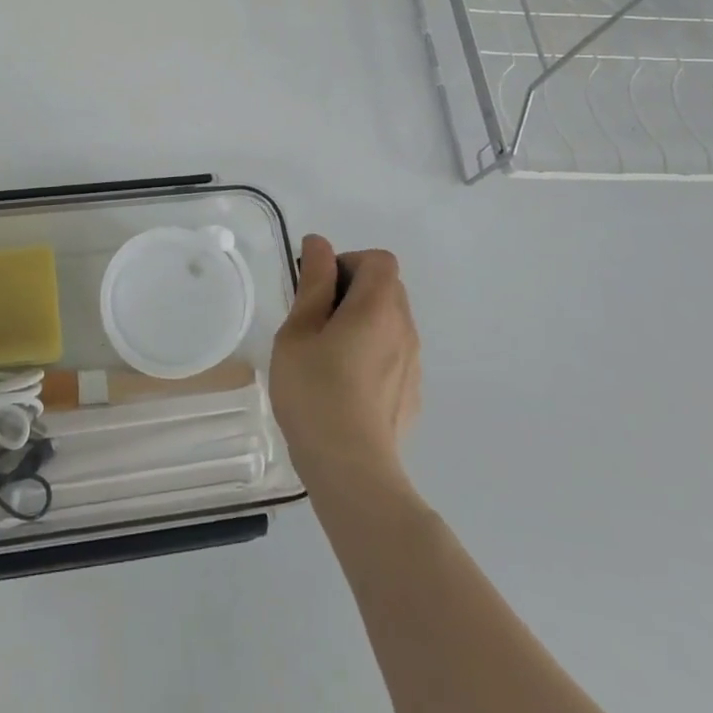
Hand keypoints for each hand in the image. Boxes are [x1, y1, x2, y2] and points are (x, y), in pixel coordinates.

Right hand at [270, 236, 421, 499]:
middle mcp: (405, 328)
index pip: (378, 260)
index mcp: (378, 307)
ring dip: (363, 323)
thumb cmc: (314, 391)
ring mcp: (413, 364)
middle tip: (316, 320)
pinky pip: (394, 355)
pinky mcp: (412, 395)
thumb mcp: (299, 330)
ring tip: (327, 355)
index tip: (319, 289)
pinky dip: (372, 353)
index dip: (348, 262)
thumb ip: (314, 283)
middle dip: (353, 290)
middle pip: (388, 288)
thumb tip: (320, 244)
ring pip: (391, 323)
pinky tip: (345, 386)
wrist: (350, 469)